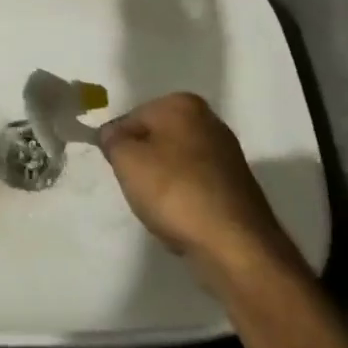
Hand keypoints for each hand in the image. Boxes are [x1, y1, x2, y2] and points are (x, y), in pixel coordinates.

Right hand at [100, 93, 297, 282]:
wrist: (233, 242)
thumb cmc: (174, 191)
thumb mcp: (127, 161)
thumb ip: (112, 140)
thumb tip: (113, 134)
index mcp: (183, 104)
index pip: (131, 119)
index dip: (117, 145)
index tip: (117, 171)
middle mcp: (208, 120)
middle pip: (155, 139)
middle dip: (142, 162)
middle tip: (136, 189)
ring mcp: (225, 152)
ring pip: (174, 163)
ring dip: (161, 183)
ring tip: (160, 208)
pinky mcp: (235, 183)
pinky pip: (194, 184)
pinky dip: (183, 198)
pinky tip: (180, 218)